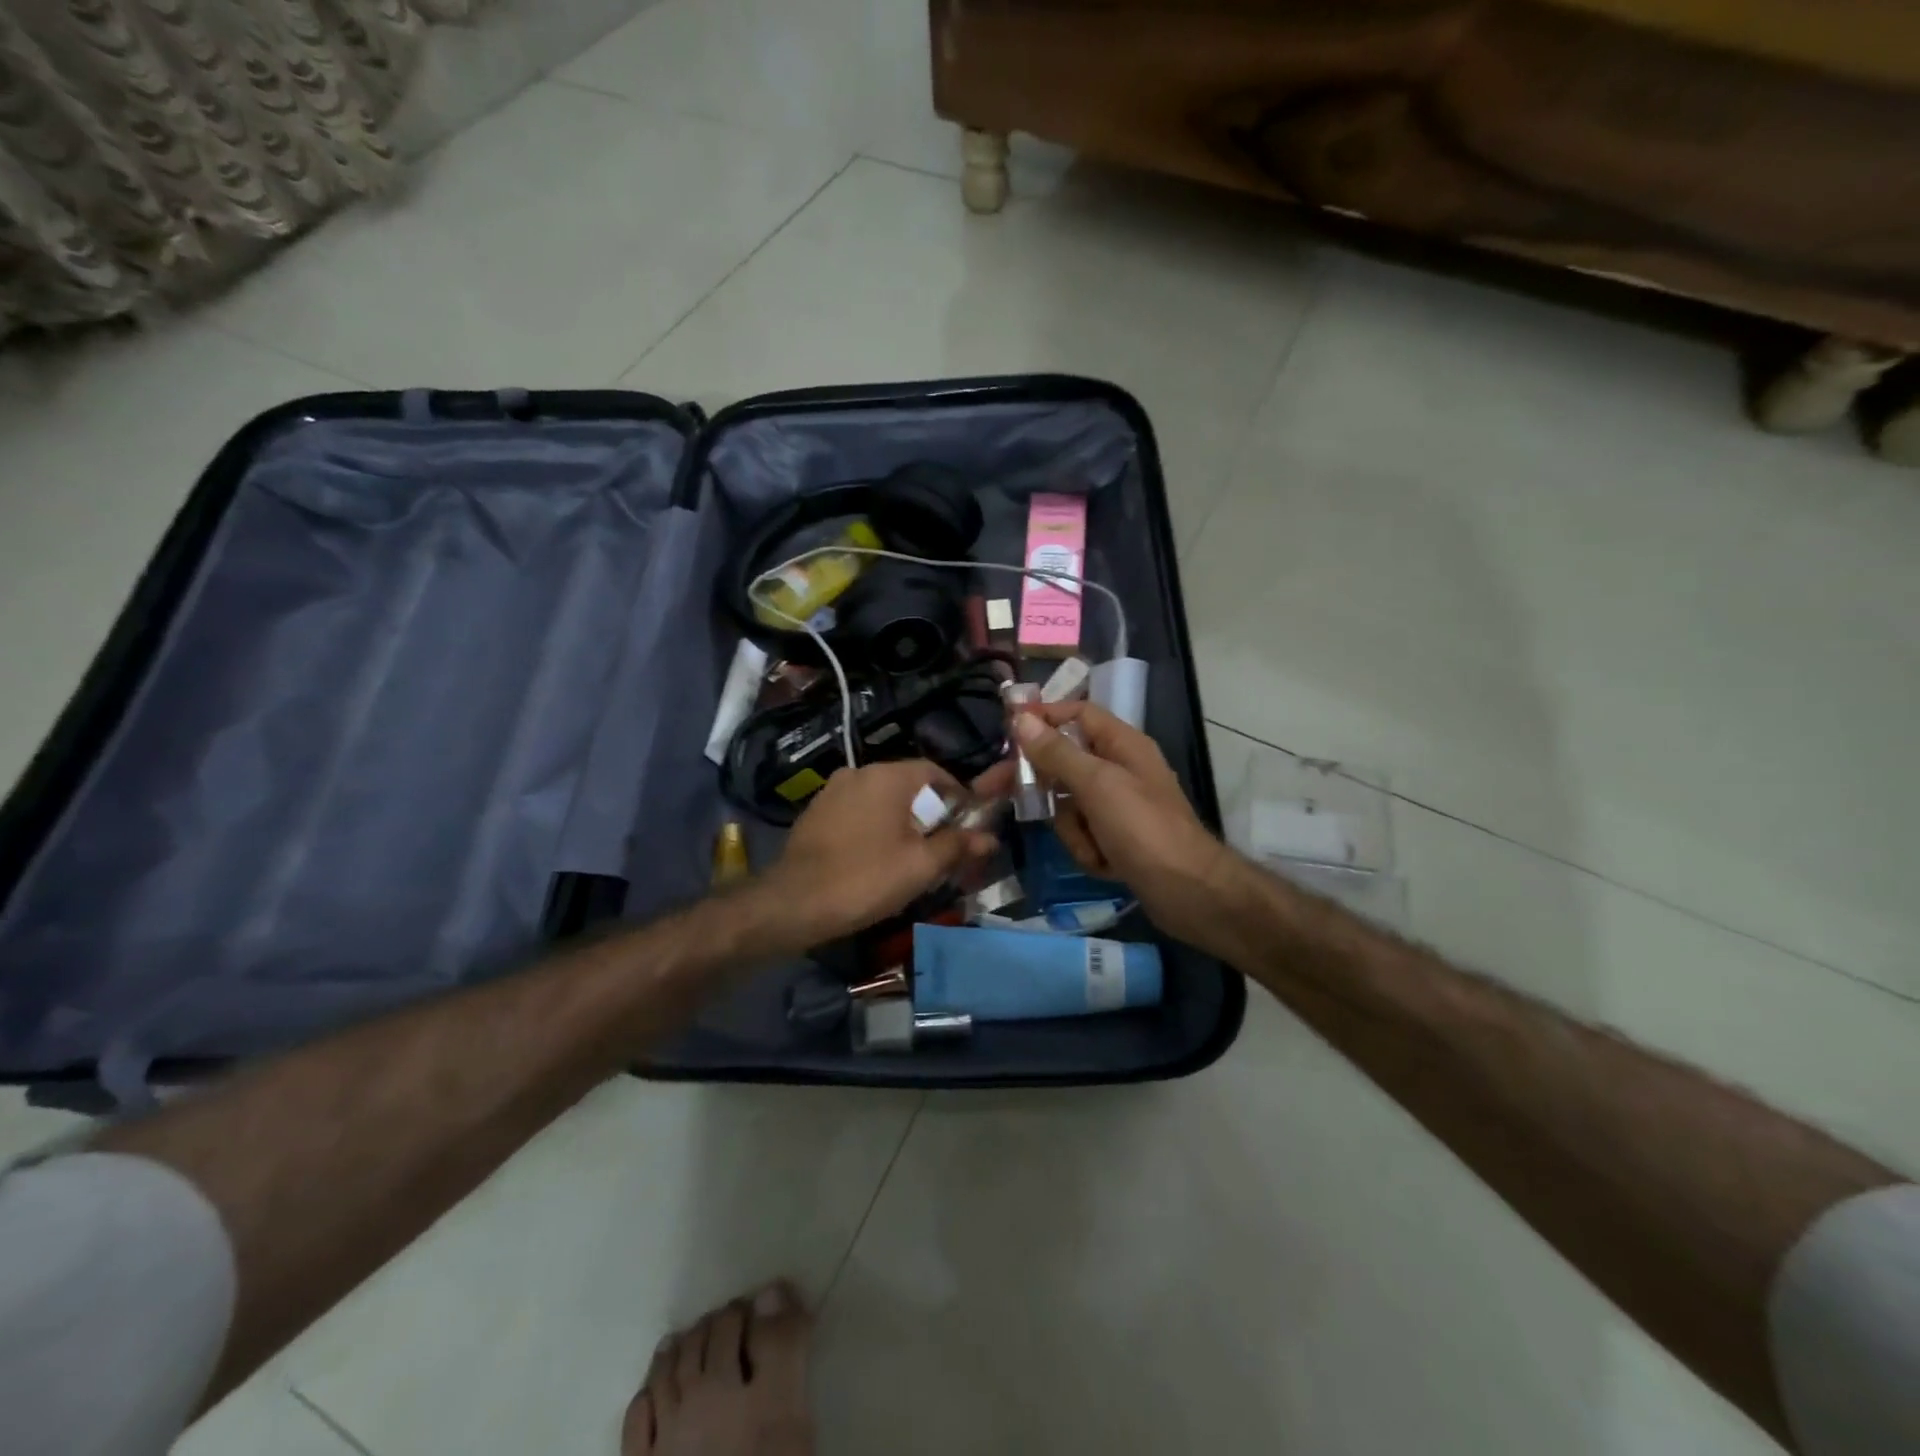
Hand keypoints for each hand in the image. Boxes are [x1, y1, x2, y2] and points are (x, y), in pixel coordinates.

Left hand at [755, 760, 995, 948]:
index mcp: (888, 776)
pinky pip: (856, 811)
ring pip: (880, 799)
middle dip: (928, 812)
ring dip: (899, 821)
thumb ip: (957, 846)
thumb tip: (989, 837)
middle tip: (941, 847)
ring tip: (910, 856)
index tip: (966, 825)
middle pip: (907, 785)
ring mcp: (832, 790)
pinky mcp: (815, 812)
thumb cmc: (865, 878)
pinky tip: (874, 858)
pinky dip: (873, 827)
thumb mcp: (921, 866)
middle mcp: (859, 772)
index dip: (957, 796)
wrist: (794, 903)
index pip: (934, 771)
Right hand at [1010, 703, 1234, 946]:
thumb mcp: (1097, 785)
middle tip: (989, 791)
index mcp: (1122, 744)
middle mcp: (1119, 769)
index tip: (1005, 730)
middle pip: (1064, 762)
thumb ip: (1057, 752)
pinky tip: (1106, 865)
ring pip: (1069, 805)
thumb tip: (1021, 719)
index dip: (1042, 717)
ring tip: (1094, 846)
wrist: (1189, 893)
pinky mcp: (1117, 838)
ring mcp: (1118, 807)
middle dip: (1039, 784)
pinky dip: (1088, 850)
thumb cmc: (1144, 829)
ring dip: (1073, 829)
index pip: (1076, 714)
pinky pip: (1083, 834)